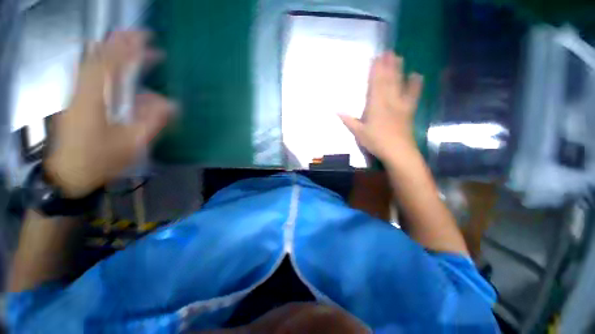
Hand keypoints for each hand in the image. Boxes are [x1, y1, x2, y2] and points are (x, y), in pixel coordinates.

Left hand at [45, 31, 174, 197]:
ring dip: (115, 53)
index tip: (147, 38)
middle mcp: (81, 90)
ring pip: (93, 65)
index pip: (109, 63)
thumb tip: (172, 104)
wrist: (67, 175)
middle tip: (143, 38)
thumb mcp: (131, 144)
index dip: (128, 48)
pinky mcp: (76, 100)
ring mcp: (76, 94)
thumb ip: (151, 121)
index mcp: (92, 99)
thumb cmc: (98, 161)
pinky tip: (121, 71)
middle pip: (99, 58)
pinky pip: (92, 77)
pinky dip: (107, 67)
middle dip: (121, 44)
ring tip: (135, 50)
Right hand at [339, 52, 422, 163]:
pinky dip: (415, 85)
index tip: (375, 58)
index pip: (375, 85)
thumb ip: (348, 120)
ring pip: (399, 84)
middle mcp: (388, 101)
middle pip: (388, 81)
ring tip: (399, 57)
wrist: (397, 151)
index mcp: (375, 106)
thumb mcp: (358, 133)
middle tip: (388, 51)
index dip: (375, 71)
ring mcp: (400, 105)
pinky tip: (416, 75)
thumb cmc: (376, 142)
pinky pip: (412, 95)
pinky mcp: (408, 111)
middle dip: (387, 66)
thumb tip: (336, 111)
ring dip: (399, 70)